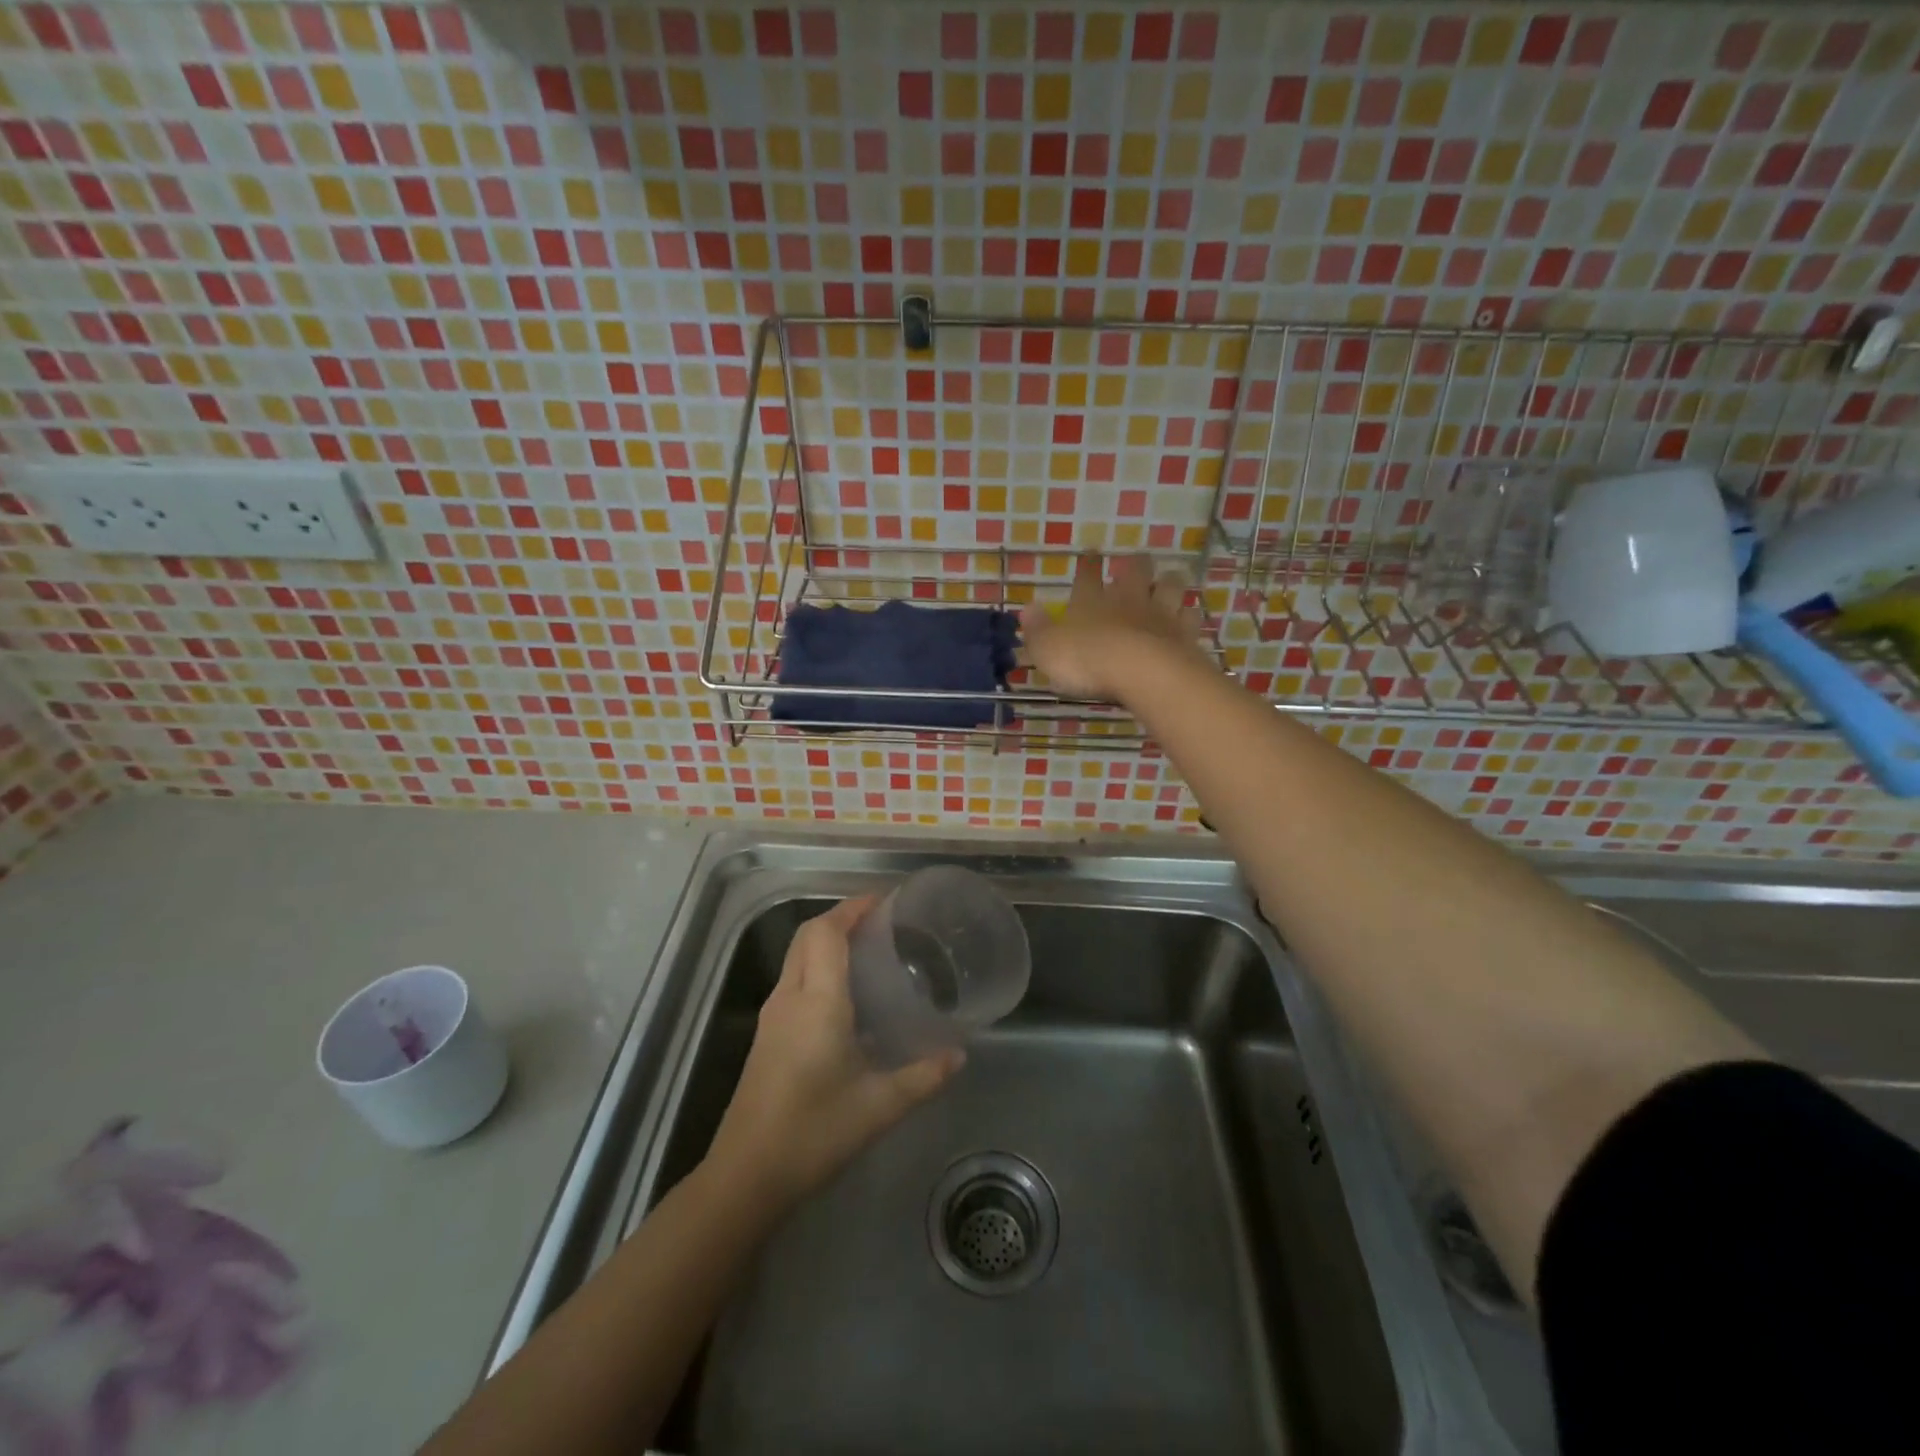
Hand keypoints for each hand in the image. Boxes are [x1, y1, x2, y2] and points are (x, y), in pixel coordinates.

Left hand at [706, 897, 963, 1204]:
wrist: (746, 1175)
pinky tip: (845, 995)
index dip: (852, 908)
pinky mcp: (767, 1036)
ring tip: (869, 951)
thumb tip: (960, 1056)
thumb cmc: (814, 1133)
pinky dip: (818, 966)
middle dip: (841, 918)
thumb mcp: (879, 1107)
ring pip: (797, 956)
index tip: (884, 901)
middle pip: (808, 936)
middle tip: (881, 923)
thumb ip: (923, 1077)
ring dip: (827, 941)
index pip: (827, 932)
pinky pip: (794, 980)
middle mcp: (790, 997)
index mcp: (817, 1001)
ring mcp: (773, 1016)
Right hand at [1020, 552, 1211, 702]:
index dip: (1088, 564)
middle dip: (1136, 564)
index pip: (1087, 576)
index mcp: (1091, 600)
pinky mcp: (1185, 634)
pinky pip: (1191, 618)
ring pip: (1170, 587)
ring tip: (1171, 580)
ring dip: (1169, 582)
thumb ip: (1037, 630)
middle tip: (1138, 561)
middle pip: (1136, 571)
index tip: (1091, 553)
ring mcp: (1160, 614)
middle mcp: (1127, 599)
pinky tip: (1190, 617)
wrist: (1140, 671)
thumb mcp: (1047, 649)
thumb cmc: (1086, 659)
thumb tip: (1026, 609)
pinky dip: (1190, 615)